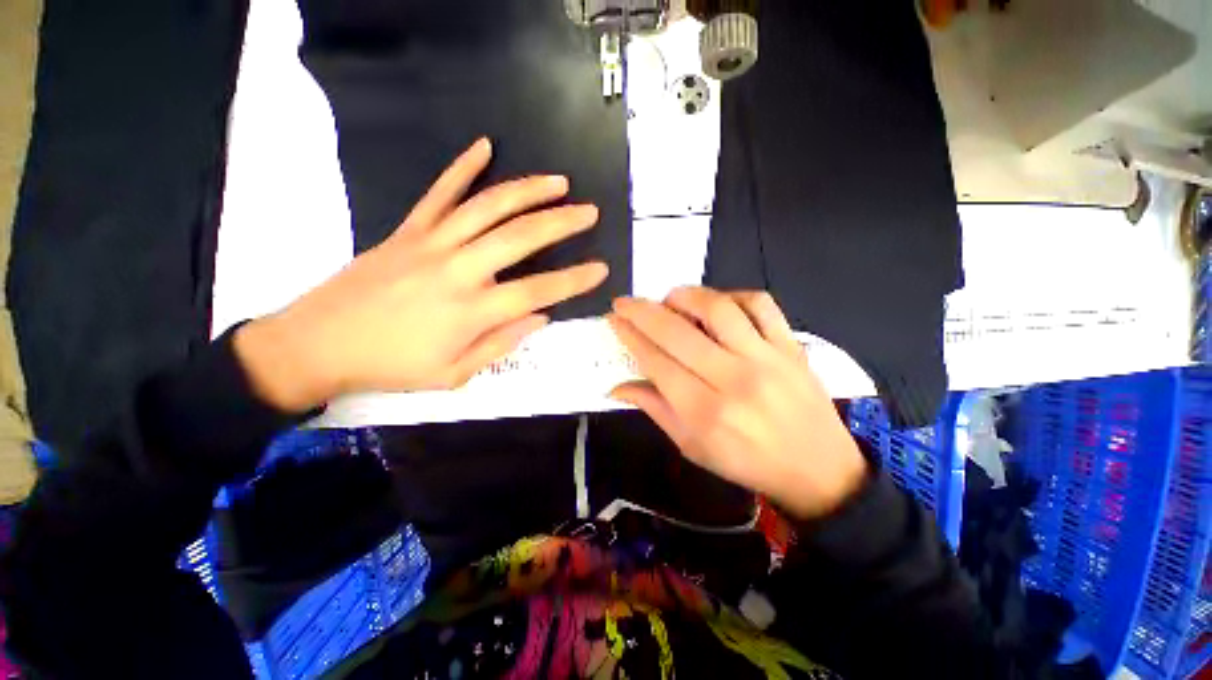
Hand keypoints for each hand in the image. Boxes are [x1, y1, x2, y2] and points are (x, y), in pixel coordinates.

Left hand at [236, 138, 608, 410]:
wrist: (317, 345)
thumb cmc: (391, 367)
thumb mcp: (453, 374)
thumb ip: (500, 343)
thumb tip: (540, 318)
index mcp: (472, 311)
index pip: (538, 291)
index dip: (574, 280)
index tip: (601, 269)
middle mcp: (457, 270)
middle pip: (520, 237)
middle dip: (561, 222)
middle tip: (589, 212)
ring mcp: (430, 243)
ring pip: (487, 206)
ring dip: (527, 190)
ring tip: (557, 182)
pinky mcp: (407, 230)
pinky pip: (439, 192)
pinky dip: (462, 167)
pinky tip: (484, 146)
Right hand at [609, 287, 867, 519]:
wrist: (819, 470)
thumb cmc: (746, 463)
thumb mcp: (692, 447)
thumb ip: (655, 409)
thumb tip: (617, 386)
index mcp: (704, 411)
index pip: (656, 361)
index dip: (630, 336)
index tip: (614, 319)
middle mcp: (732, 379)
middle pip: (677, 332)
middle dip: (642, 311)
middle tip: (625, 302)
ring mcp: (766, 358)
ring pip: (717, 309)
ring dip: (684, 296)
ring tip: (669, 298)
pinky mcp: (790, 346)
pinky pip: (760, 304)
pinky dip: (732, 295)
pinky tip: (717, 304)